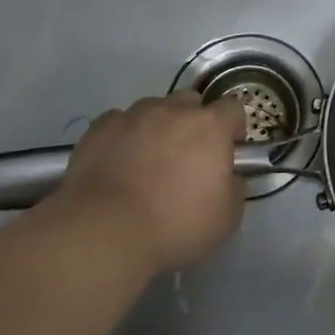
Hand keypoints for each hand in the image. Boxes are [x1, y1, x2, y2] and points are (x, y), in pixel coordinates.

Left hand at [47, 92, 247, 271]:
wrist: (104, 233)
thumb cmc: (175, 225)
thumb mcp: (226, 218)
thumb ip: (235, 188)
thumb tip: (230, 178)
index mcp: (210, 126)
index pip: (233, 109)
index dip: (233, 129)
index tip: (227, 152)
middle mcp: (174, 110)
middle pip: (191, 101)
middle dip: (193, 122)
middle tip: (187, 157)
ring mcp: (134, 115)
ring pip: (153, 109)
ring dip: (157, 127)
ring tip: (147, 161)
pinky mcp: (100, 129)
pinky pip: (118, 123)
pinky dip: (122, 137)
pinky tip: (117, 163)